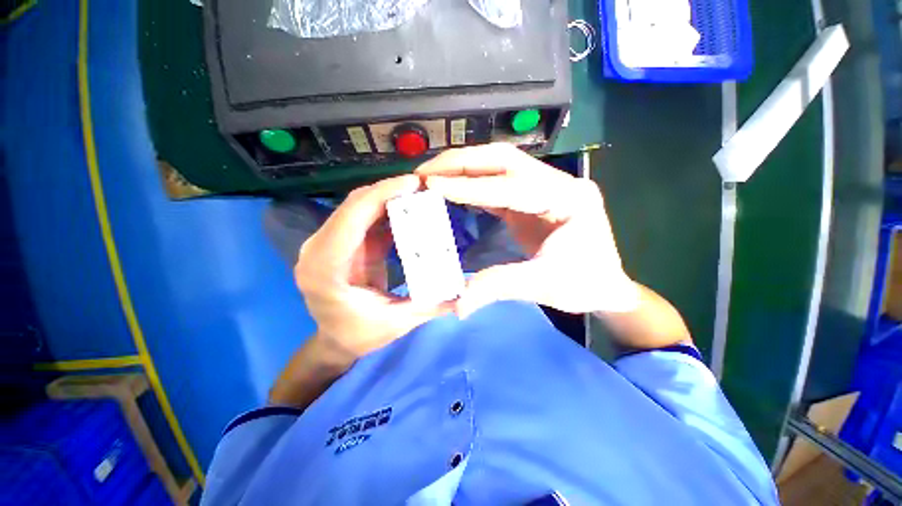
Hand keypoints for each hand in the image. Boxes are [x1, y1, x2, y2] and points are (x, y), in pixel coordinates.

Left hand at [294, 175, 451, 360]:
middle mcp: (318, 249)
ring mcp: (327, 243)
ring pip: (358, 207)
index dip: (381, 194)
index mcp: (324, 269)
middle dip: (388, 190)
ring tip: (418, 192)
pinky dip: (385, 209)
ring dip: (387, 196)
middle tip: (422, 185)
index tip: (413, 183)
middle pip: (353, 206)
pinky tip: (407, 207)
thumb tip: (464, 292)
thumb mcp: (396, 324)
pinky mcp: (341, 243)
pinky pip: (364, 218)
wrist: (336, 340)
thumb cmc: (359, 335)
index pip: (351, 218)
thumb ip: (430, 306)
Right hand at [416, 143, 638, 317]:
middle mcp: (558, 183)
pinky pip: (498, 184)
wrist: (605, 285)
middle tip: (426, 171)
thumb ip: (498, 286)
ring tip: (432, 174)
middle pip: (504, 160)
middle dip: (462, 162)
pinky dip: (472, 184)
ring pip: (499, 166)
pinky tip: (452, 188)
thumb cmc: (585, 285)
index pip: (511, 185)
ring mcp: (545, 187)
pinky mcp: (532, 199)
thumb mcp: (543, 285)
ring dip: (464, 168)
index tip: (433, 183)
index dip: (470, 186)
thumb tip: (458, 304)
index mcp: (569, 198)